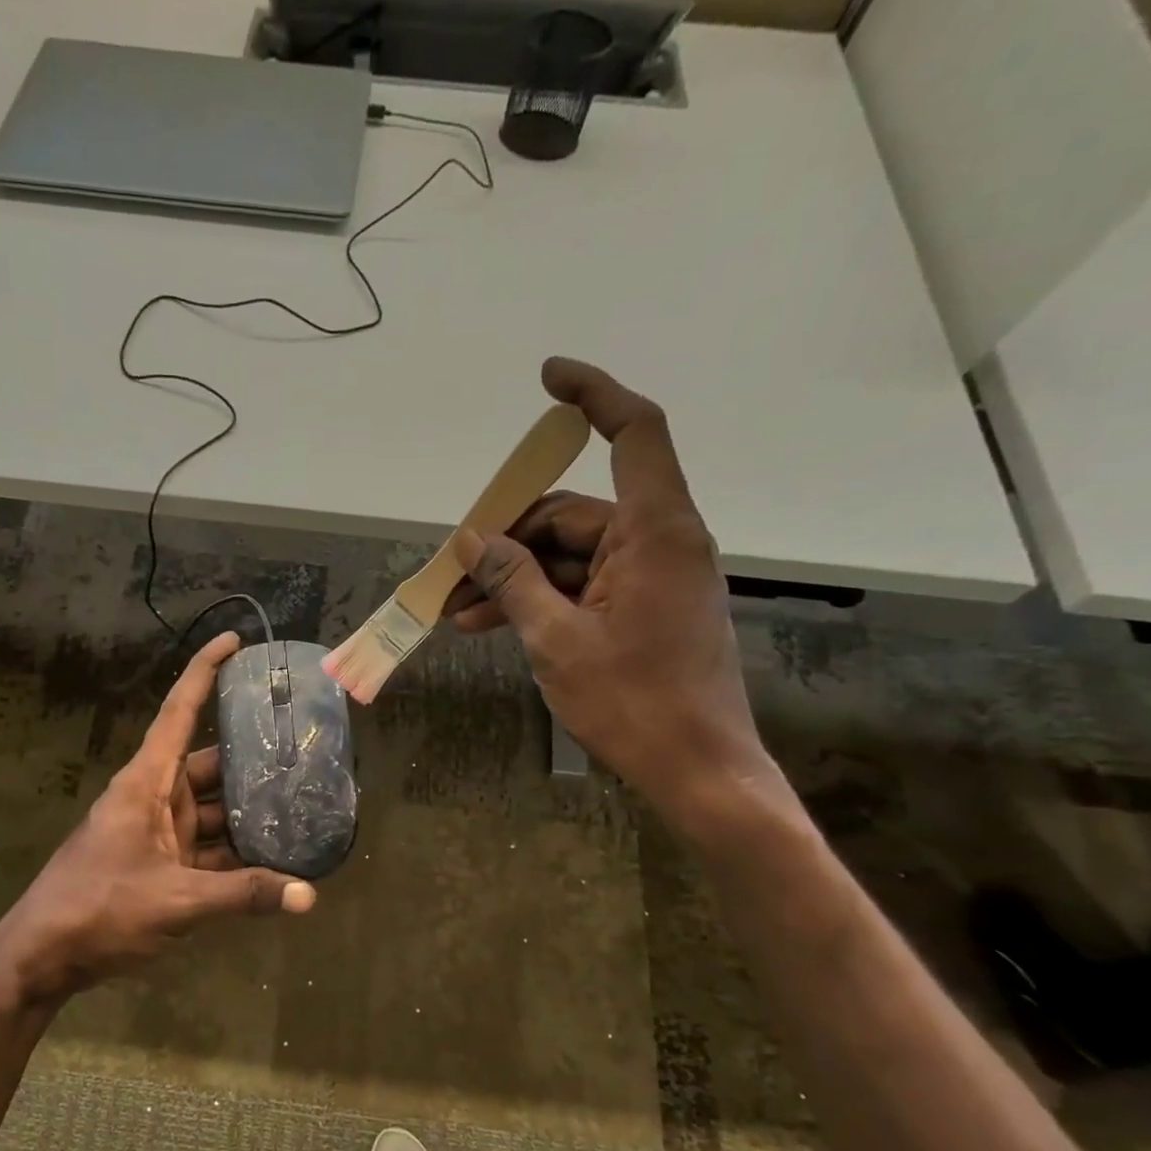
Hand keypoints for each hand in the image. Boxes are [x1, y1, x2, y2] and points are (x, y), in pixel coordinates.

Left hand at [0, 632, 314, 1001]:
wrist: (42, 958)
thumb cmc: (99, 909)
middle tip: (304, 749)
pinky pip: (206, 846)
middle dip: (252, 757)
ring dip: (249, 811)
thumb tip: (309, 896)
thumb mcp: (177, 900)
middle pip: (210, 763)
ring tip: (302, 804)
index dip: (205, 672)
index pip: (180, 711)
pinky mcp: (161, 864)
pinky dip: (236, 852)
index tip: (235, 642)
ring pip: (212, 808)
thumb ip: (243, 894)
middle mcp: (154, 796)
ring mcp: (157, 832)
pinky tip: (275, 858)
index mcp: (147, 782)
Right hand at [448, 357, 771, 820]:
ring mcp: (654, 578)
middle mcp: (661, 542)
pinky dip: (542, 599)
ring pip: (572, 556)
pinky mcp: (647, 609)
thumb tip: (473, 538)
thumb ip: (513, 580)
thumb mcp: (556, 639)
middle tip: (452, 573)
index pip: (634, 434)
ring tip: (460, 613)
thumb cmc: (632, 703)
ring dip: (516, 578)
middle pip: (576, 512)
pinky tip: (494, 624)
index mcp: (656, 532)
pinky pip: (585, 586)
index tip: (547, 379)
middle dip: (509, 539)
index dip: (594, 395)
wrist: (697, 771)